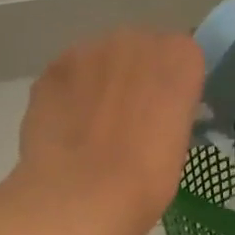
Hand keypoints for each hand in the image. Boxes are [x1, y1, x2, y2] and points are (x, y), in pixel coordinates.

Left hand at [16, 27, 206, 233]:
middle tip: (132, 119)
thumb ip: (172, 109)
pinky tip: (67, 129)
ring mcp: (88, 49)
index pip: (183, 57)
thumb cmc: (148, 178)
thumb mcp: (180, 142)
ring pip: (101, 59)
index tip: (169, 112)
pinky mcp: (51, 68)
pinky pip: (69, 76)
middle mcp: (136, 40)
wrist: (81, 194)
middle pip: (141, 49)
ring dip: (102, 82)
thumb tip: (157, 112)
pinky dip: (70, 95)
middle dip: (137, 75)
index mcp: (180, 56)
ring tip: (94, 126)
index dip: (175, 84)